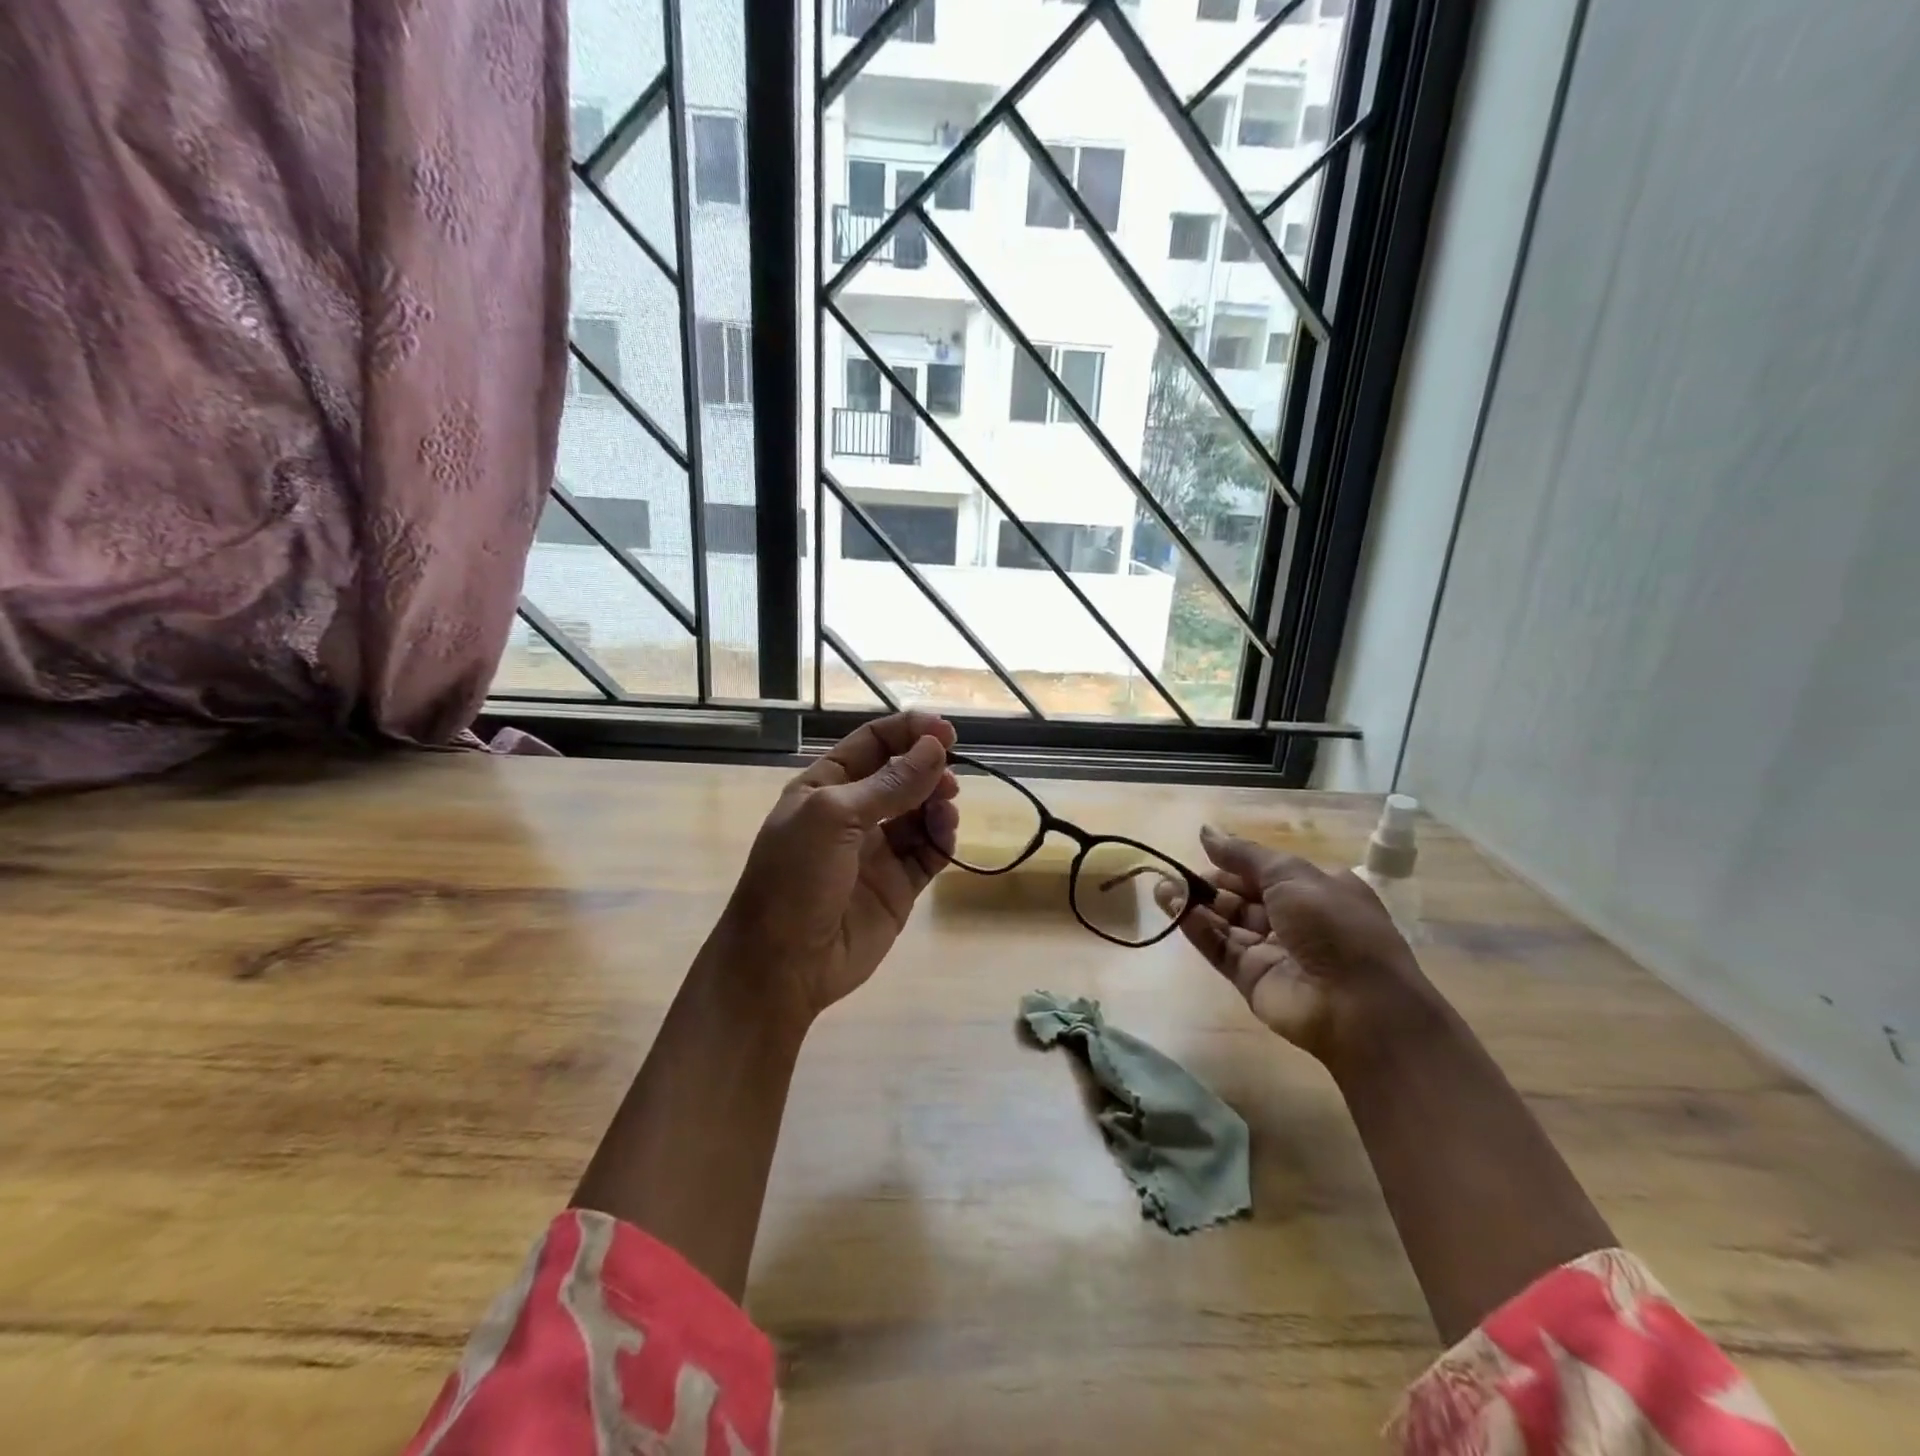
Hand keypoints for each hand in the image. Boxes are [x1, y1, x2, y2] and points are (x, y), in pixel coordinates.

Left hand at [712, 711, 957, 1023]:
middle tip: (951, 774)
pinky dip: (943, 837)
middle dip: (928, 767)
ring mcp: (878, 850)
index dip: (909, 731)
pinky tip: (946, 832)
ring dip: (938, 801)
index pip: (873, 742)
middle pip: (902, 774)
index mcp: (826, 786)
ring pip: (921, 811)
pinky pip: (930, 850)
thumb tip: (936, 748)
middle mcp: (854, 813)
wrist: (783, 965)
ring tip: (946, 807)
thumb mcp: (834, 817)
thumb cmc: (795, 878)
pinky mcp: (899, 884)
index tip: (946, 732)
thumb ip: (889, 783)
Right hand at [1166, 825, 1444, 1073]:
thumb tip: (1205, 831)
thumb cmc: (1335, 927)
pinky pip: (1220, 947)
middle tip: (1174, 872)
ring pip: (1226, 921)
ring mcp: (1271, 950)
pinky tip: (1174, 908)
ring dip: (1196, 903)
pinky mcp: (1251, 977)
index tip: (1203, 851)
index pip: (1265, 871)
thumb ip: (1243, 854)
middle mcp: (1294, 919)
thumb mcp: (1292, 875)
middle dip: (1210, 883)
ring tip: (1162, 887)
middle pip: (1242, 895)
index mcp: (1315, 890)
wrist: (1359, 1007)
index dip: (1234, 861)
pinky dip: (1197, 928)